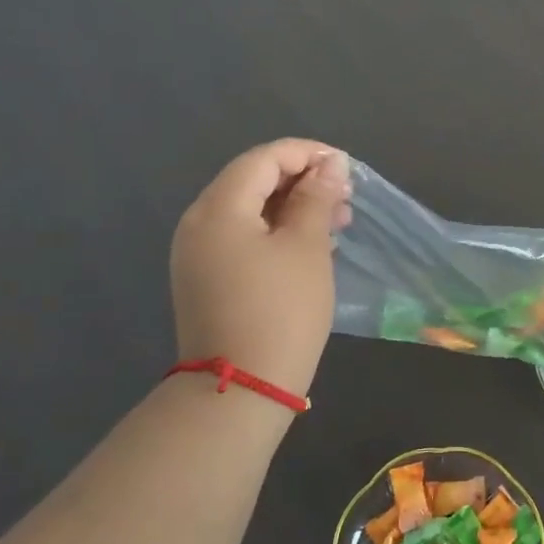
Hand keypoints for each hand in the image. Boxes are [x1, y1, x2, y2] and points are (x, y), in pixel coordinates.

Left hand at [170, 139, 352, 397]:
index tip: (346, 167)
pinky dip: (276, 232)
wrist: (241, 389)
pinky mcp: (206, 279)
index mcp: (219, 208)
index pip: (263, 159)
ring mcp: (198, 254)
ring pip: (249, 211)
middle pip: (252, 181)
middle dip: (302, 181)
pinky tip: (310, 246)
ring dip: (293, 208)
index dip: (307, 154)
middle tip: (346, 197)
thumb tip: (330, 165)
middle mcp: (199, 223)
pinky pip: (243, 238)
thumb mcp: (307, 248)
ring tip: (338, 221)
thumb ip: (317, 199)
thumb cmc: (281, 311)